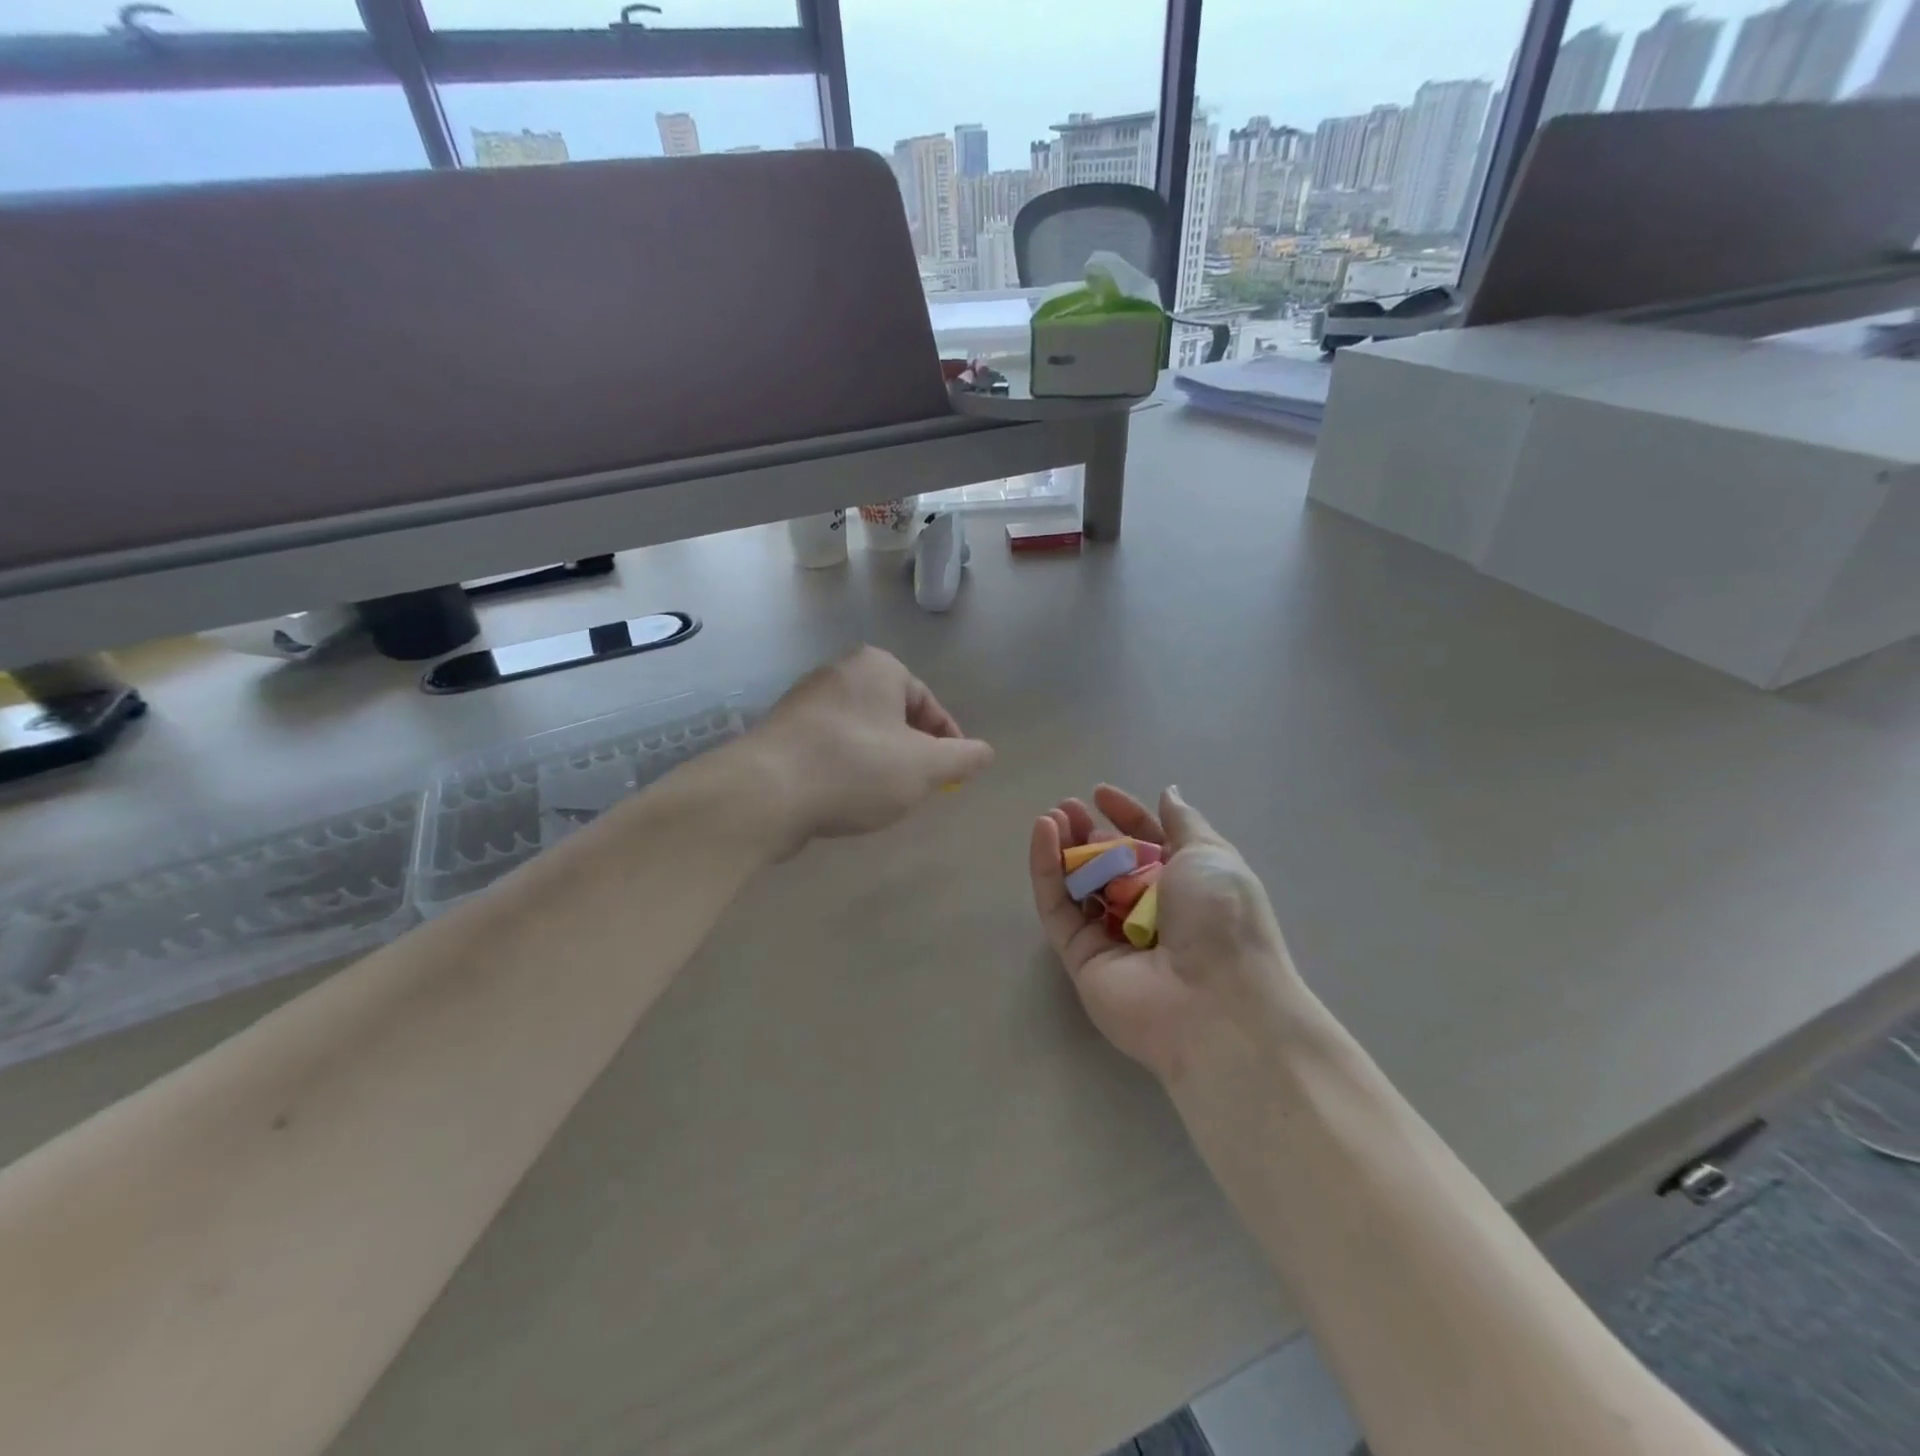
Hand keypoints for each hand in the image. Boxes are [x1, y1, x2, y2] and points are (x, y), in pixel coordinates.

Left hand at [754, 646, 993, 846]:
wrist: (765, 792)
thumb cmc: (856, 768)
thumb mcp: (925, 766)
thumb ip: (963, 757)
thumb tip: (986, 752)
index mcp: (877, 666)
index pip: (928, 703)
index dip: (948, 742)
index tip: (953, 776)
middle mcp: (839, 672)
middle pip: (894, 717)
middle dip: (912, 753)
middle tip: (920, 789)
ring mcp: (805, 701)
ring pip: (863, 734)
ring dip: (881, 763)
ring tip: (884, 798)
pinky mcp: (782, 732)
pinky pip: (831, 747)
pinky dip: (848, 769)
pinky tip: (847, 798)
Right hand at [1029, 784, 1301, 1083]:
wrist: (1216, 1001)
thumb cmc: (1221, 918)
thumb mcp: (1211, 855)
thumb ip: (1183, 823)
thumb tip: (1169, 793)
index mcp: (1185, 887)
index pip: (1147, 844)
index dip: (1125, 817)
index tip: (1100, 793)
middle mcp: (1148, 913)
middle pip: (1108, 865)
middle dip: (1088, 833)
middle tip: (1067, 808)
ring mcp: (1112, 937)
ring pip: (1078, 885)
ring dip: (1063, 848)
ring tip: (1051, 817)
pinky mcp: (1080, 958)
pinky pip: (1058, 909)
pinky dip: (1046, 871)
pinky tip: (1043, 834)